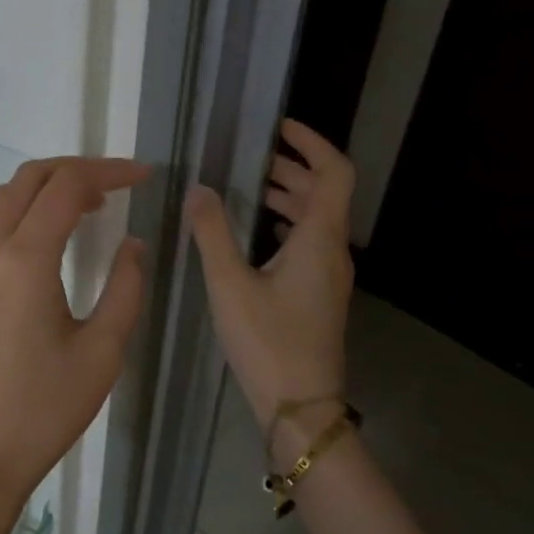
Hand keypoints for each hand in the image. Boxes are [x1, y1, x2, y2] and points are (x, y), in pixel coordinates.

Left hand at [0, 158, 148, 533]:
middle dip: (75, 170)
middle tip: (119, 185)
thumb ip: (124, 288)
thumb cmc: (43, 409)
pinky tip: (56, 241)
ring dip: (47, 189)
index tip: (145, 176)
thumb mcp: (102, 352)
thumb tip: (132, 245)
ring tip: (92, 206)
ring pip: (5, 200)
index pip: (66, 186)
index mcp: (24, 259)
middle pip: (28, 180)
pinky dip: (27, 214)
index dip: (109, 172)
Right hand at [185, 119, 354, 434]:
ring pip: (318, 220)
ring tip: (252, 187)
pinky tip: (259, 234)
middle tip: (254, 156)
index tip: (280, 128)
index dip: (312, 143)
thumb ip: (212, 233)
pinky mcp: (320, 295)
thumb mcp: (230, 285)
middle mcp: (333, 252)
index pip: (334, 173)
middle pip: (325, 194)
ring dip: (291, 196)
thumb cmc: (267, 342)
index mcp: (319, 240)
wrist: (300, 406)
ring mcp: (329, 276)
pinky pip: (310, 243)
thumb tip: (198, 189)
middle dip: (293, 168)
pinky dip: (288, 224)